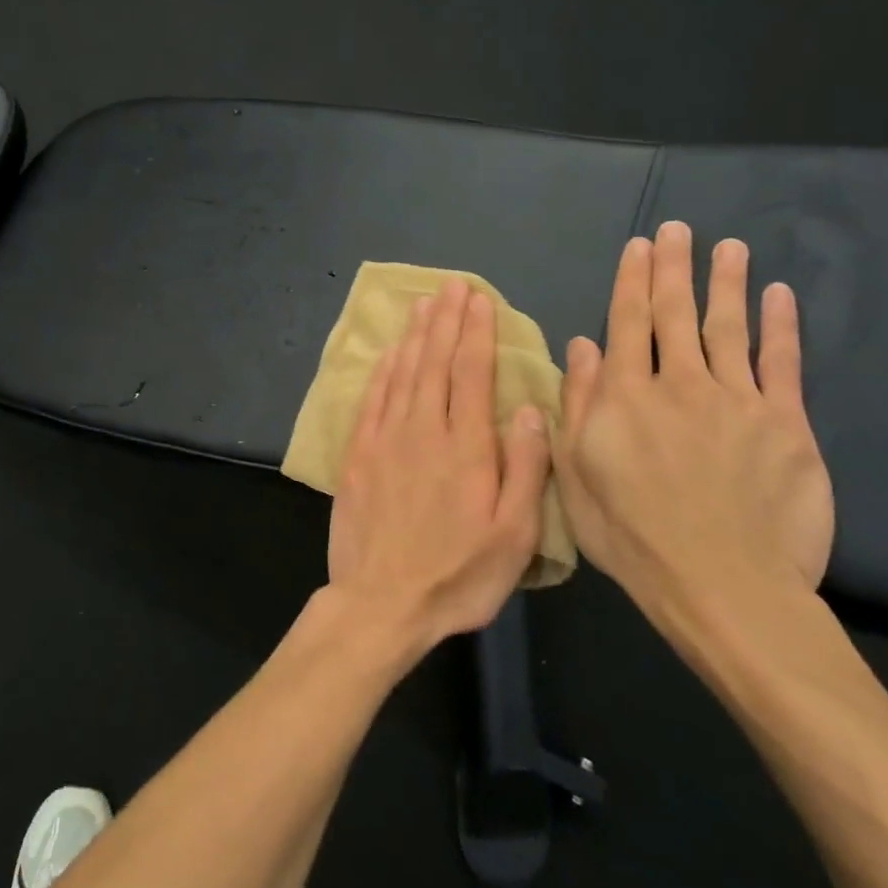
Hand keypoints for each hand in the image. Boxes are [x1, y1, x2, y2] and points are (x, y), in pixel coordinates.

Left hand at [327, 278, 551, 651]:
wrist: (381, 603)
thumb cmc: (457, 576)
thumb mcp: (513, 535)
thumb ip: (525, 468)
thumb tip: (529, 409)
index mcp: (466, 448)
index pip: (471, 373)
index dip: (476, 332)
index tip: (480, 300)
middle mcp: (423, 431)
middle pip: (434, 362)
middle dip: (446, 320)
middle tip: (452, 285)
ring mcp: (384, 440)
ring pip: (402, 374)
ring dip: (414, 335)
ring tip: (423, 303)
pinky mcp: (357, 455)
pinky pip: (372, 399)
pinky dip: (383, 370)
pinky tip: (390, 352)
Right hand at [554, 221, 834, 620]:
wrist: (722, 584)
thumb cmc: (632, 535)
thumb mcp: (576, 475)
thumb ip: (578, 405)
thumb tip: (581, 347)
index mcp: (626, 397)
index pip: (626, 324)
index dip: (631, 282)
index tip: (638, 247)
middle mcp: (680, 385)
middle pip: (674, 314)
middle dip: (673, 268)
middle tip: (678, 229)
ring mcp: (737, 401)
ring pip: (728, 328)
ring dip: (726, 284)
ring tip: (728, 248)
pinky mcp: (787, 425)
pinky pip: (783, 364)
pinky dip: (781, 327)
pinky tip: (780, 297)